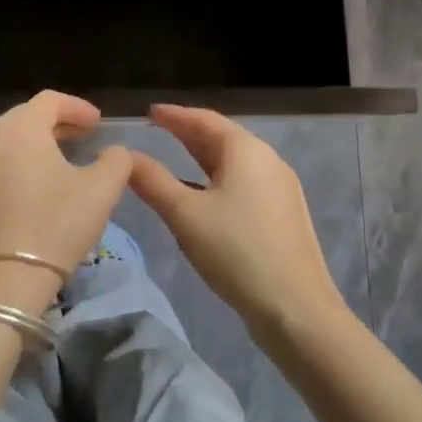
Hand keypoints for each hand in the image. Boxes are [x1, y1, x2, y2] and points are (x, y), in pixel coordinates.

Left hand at [0, 91, 132, 306]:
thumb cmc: (54, 227)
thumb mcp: (101, 191)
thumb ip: (116, 161)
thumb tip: (113, 152)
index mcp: (20, 127)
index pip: (50, 100)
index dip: (77, 107)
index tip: (97, 123)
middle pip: (24, 117)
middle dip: (55, 123)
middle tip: (80, 138)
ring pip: (4, 141)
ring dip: (31, 144)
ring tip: (55, 162)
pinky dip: (11, 167)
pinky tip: (27, 191)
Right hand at [128, 104, 346, 339]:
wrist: (296, 309)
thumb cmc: (236, 251)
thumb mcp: (185, 214)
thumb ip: (152, 181)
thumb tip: (126, 156)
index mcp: (246, 151)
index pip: (205, 120)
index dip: (175, 115)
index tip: (149, 113)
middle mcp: (268, 161)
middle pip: (222, 138)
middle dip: (189, 133)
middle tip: (158, 131)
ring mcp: (280, 189)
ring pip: (235, 163)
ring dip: (203, 158)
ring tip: (175, 158)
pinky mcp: (284, 215)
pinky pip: (245, 183)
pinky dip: (218, 179)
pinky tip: (203, 196)